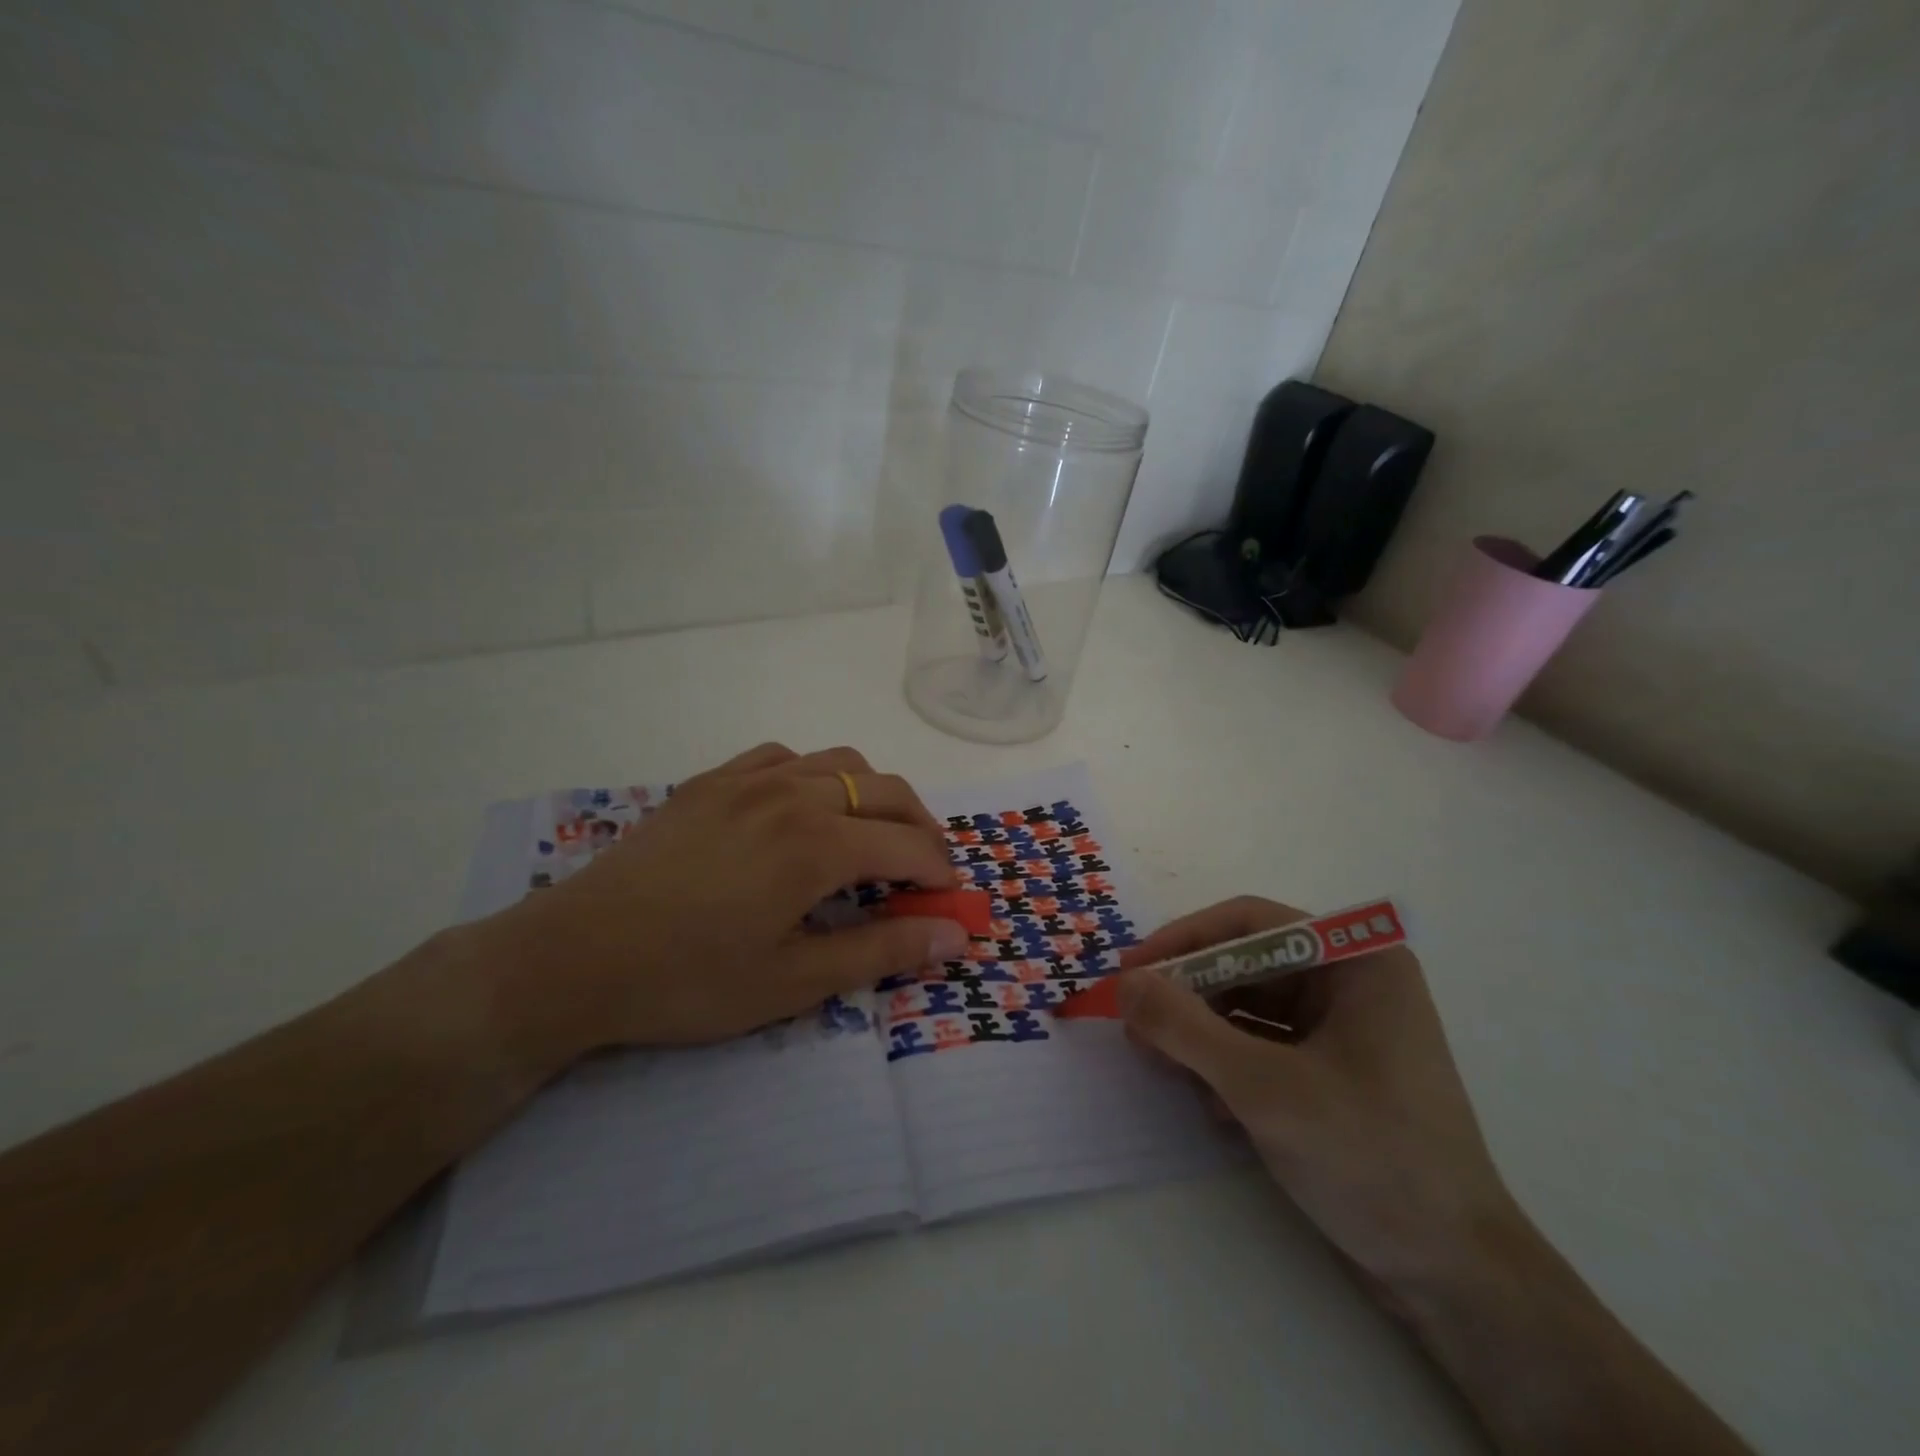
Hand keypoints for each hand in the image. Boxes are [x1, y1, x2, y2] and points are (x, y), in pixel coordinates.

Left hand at [483, 743, 965, 1060]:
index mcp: (818, 844)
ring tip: (873, 836)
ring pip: (841, 763)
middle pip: (887, 791)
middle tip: (924, 872)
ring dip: (875, 795)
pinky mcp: (713, 781)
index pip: (909, 844)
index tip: (949, 902)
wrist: (575, 956)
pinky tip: (805, 808)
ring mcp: (749, 779)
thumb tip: (955, 934)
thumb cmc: (689, 981)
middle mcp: (794, 794)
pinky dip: (818, 776)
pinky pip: (785, 757)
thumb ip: (881, 950)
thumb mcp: (794, 982)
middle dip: (921, 828)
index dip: (940, 873)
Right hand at [1117, 897, 1521, 1300]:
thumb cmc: (1369, 1158)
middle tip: (1135, 1024)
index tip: (1131, 970)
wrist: (1454, 1279)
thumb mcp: (1264, 1087)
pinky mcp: (1334, 1073)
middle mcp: (1352, 983)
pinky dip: (1228, 1065)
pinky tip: (1209, 1104)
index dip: (1184, 940)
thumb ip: (1185, 1027)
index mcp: (1357, 961)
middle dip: (1189, 995)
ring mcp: (1345, 1030)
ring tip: (1159, 1063)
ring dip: (1202, 1034)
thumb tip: (1123, 982)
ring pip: (1250, 1008)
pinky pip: (1264, 1047)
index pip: (1250, 924)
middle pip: (1247, 966)